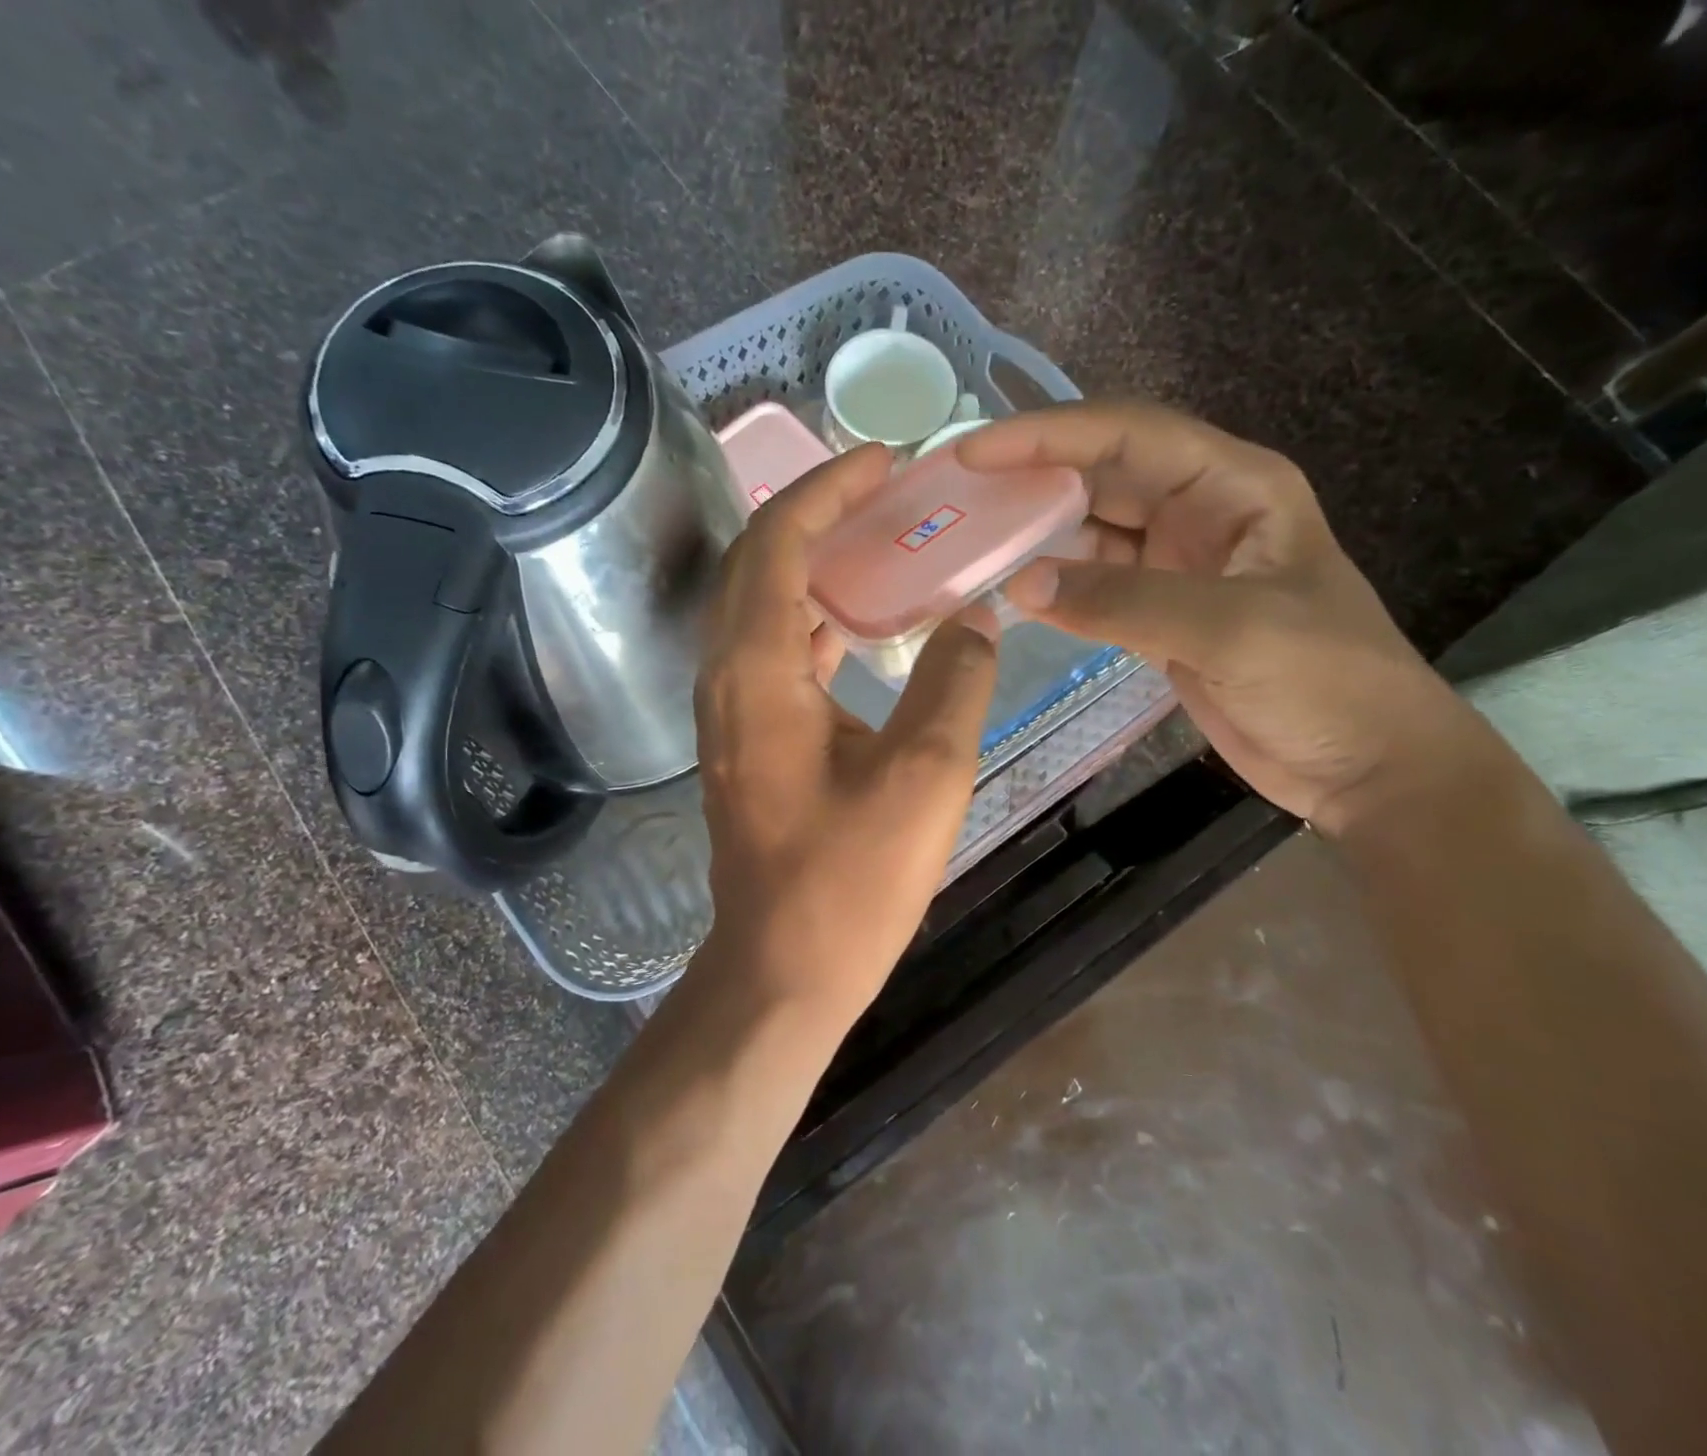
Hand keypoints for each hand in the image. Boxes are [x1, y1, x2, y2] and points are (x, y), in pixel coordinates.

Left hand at [693, 444, 999, 1025]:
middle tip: (882, 493)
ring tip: (874, 542)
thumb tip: (979, 619)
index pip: (778, 542)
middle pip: (755, 562)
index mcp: (759, 671)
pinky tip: (856, 623)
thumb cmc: (852, 880)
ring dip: (807, 562)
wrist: (784, 967)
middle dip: (814, 512)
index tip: (884, 462)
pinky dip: (809, 618)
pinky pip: (769, 651)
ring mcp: (729, 712)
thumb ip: (956, 680)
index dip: (828, 489)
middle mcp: (727, 678)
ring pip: (757, 605)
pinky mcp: (745, 741)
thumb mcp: (926, 774)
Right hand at [959, 402, 1481, 836]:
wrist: (1363, 763)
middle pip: (1103, 474)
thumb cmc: (1323, 682)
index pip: (1127, 436)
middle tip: (958, 491)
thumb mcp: (1229, 629)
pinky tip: (1013, 589)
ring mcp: (1180, 565)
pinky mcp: (1163, 614)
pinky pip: (1096, 582)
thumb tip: (1022, 583)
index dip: (1047, 435)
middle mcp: (1203, 512)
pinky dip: (1056, 584)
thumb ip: (1123, 601)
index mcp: (1234, 486)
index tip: (974, 451)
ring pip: (1094, 528)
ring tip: (971, 535)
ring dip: (1039, 530)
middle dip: (1032, 475)